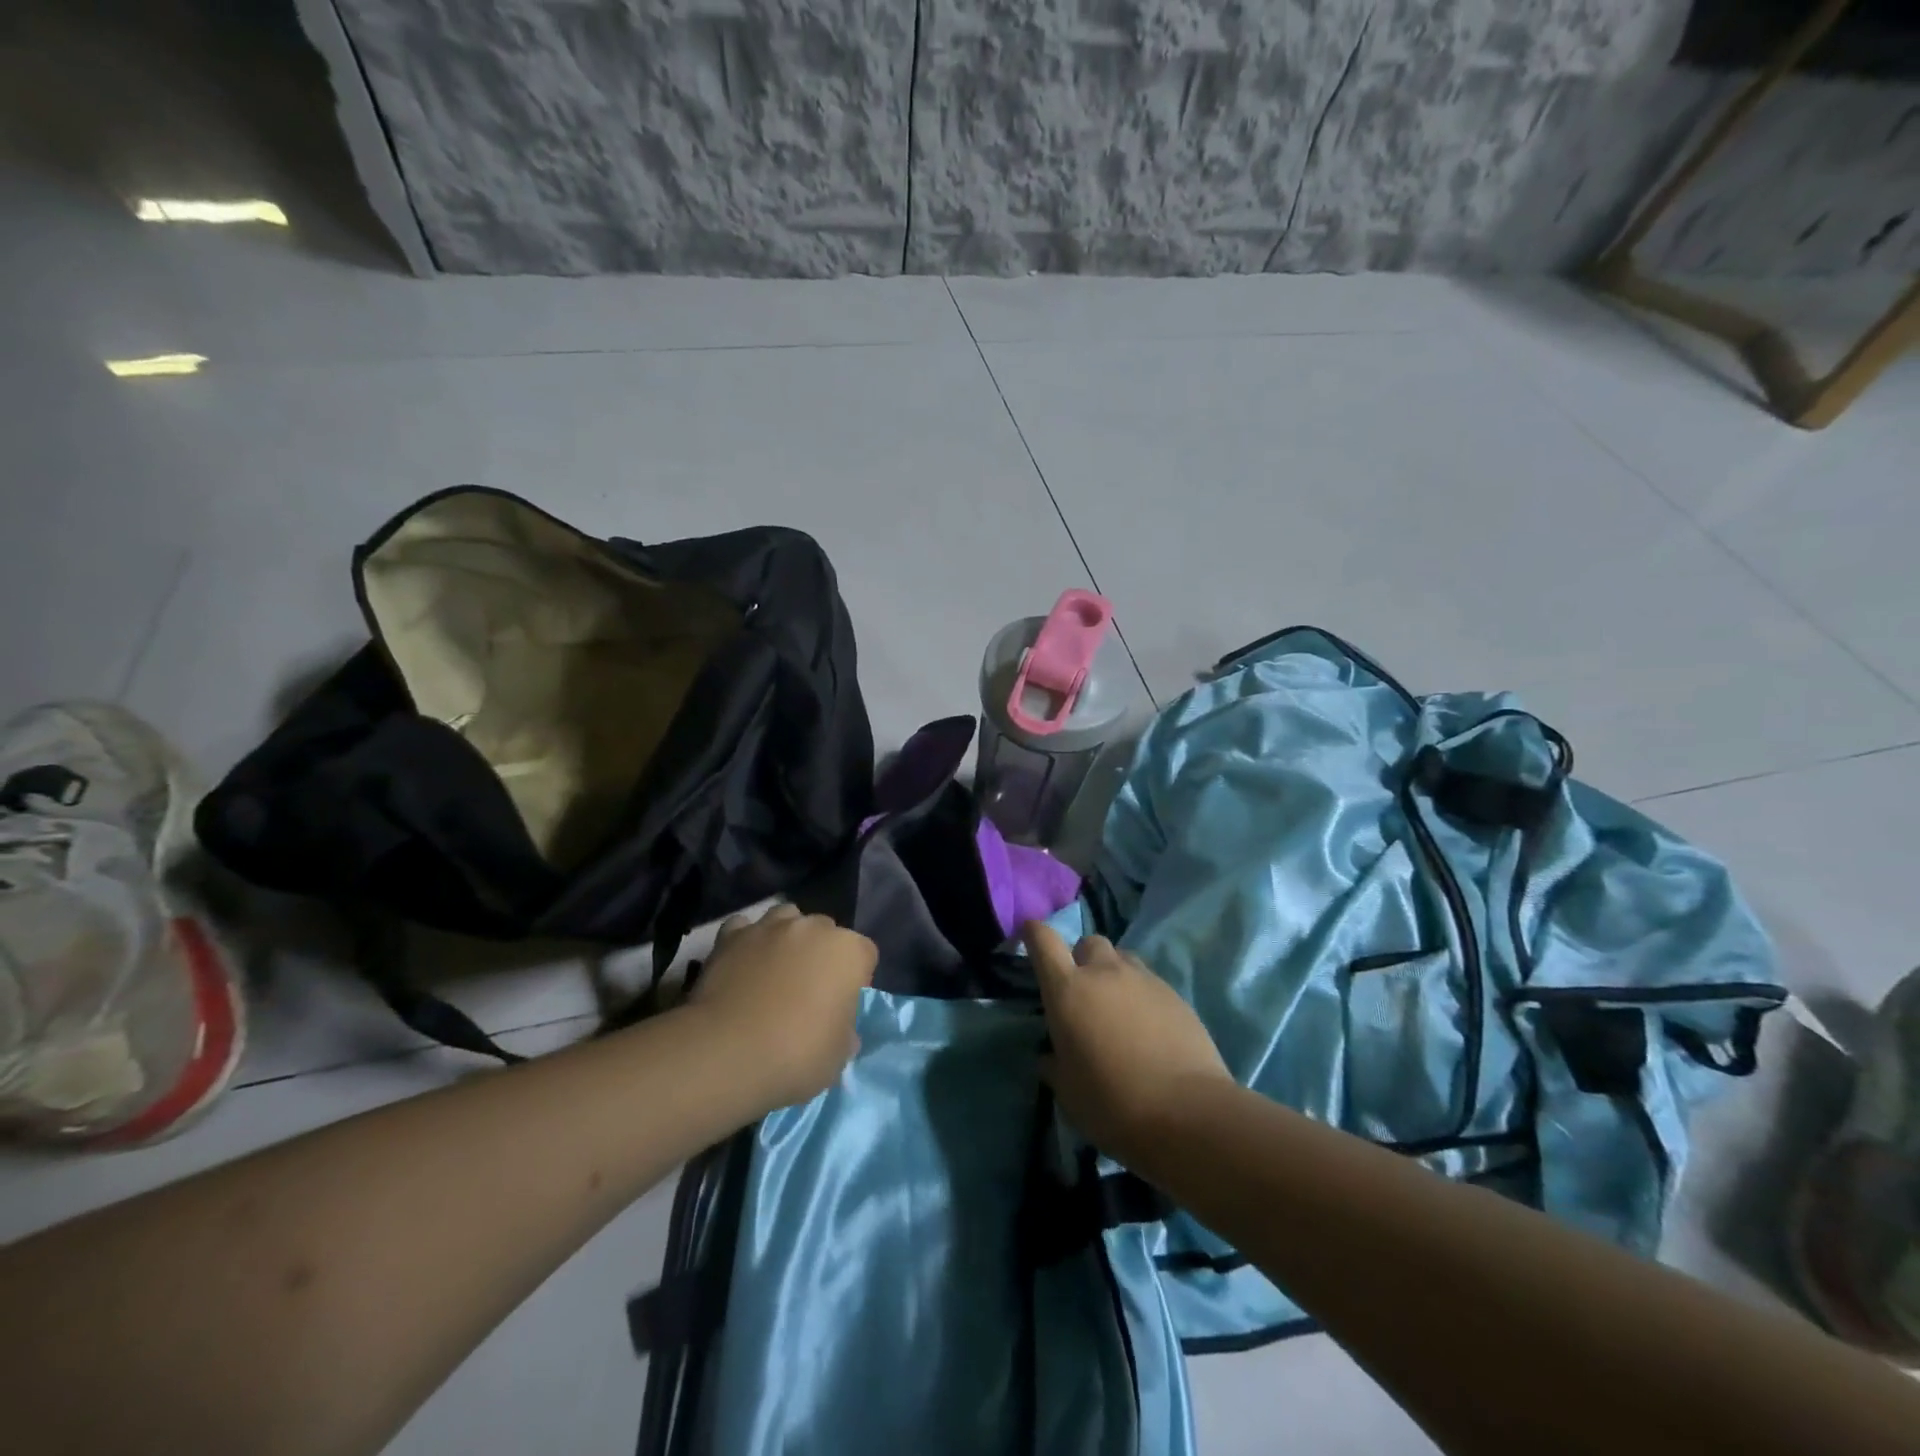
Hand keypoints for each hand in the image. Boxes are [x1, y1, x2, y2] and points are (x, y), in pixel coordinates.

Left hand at [685, 904, 877, 1112]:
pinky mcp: (731, 936)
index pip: (865, 953)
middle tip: (808, 990)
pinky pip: (744, 928)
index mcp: (848, 951)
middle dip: (821, 954)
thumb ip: (845, 1032)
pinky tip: (741, 964)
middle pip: (826, 932)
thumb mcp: (838, 1056)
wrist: (727, 1053)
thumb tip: (840, 1029)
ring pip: (786, 919)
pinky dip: (746, 941)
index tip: (842, 1005)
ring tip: (774, 970)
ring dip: (785, 938)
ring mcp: (770, 927)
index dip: (856, 978)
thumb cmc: (796, 1055)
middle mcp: (813, 928)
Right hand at [1025, 922, 1231, 1165]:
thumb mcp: (1068, 1093)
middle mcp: (1104, 973)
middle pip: (1088, 943)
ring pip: (1122, 959)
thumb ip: (1054, 1065)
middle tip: (1082, 992)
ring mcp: (1143, 980)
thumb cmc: (1113, 1104)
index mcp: (1068, 990)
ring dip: (1113, 974)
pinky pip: (1149, 982)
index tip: (1030, 934)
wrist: (1187, 1114)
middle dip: (1081, 958)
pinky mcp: (1174, 994)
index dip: (1034, 933)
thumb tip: (1050, 1056)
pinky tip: (1148, 1028)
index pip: (1043, 941)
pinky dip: (1141, 995)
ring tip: (1117, 1008)